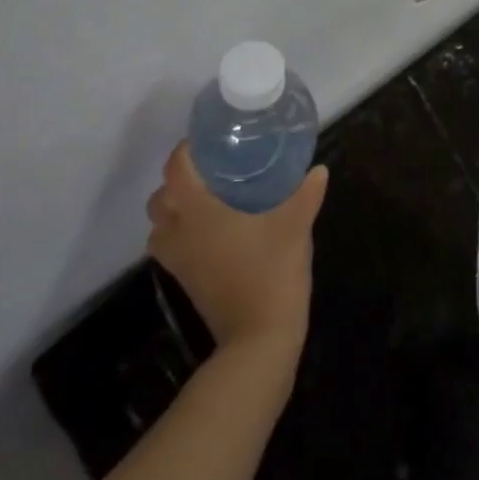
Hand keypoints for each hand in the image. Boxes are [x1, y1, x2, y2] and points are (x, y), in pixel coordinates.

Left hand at [146, 143, 327, 354]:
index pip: (176, 168)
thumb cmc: (272, 270)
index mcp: (198, 210)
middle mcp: (179, 231)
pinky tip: (212, 232)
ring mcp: (178, 260)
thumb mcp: (296, 224)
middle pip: (160, 197)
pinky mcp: (183, 280)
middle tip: (212, 171)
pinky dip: (180, 235)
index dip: (187, 150)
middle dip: (178, 181)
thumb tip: (318, 170)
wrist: (259, 337)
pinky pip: (169, 247)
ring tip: (208, 200)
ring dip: (174, 210)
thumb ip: (306, 193)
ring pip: (159, 225)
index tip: (210, 142)